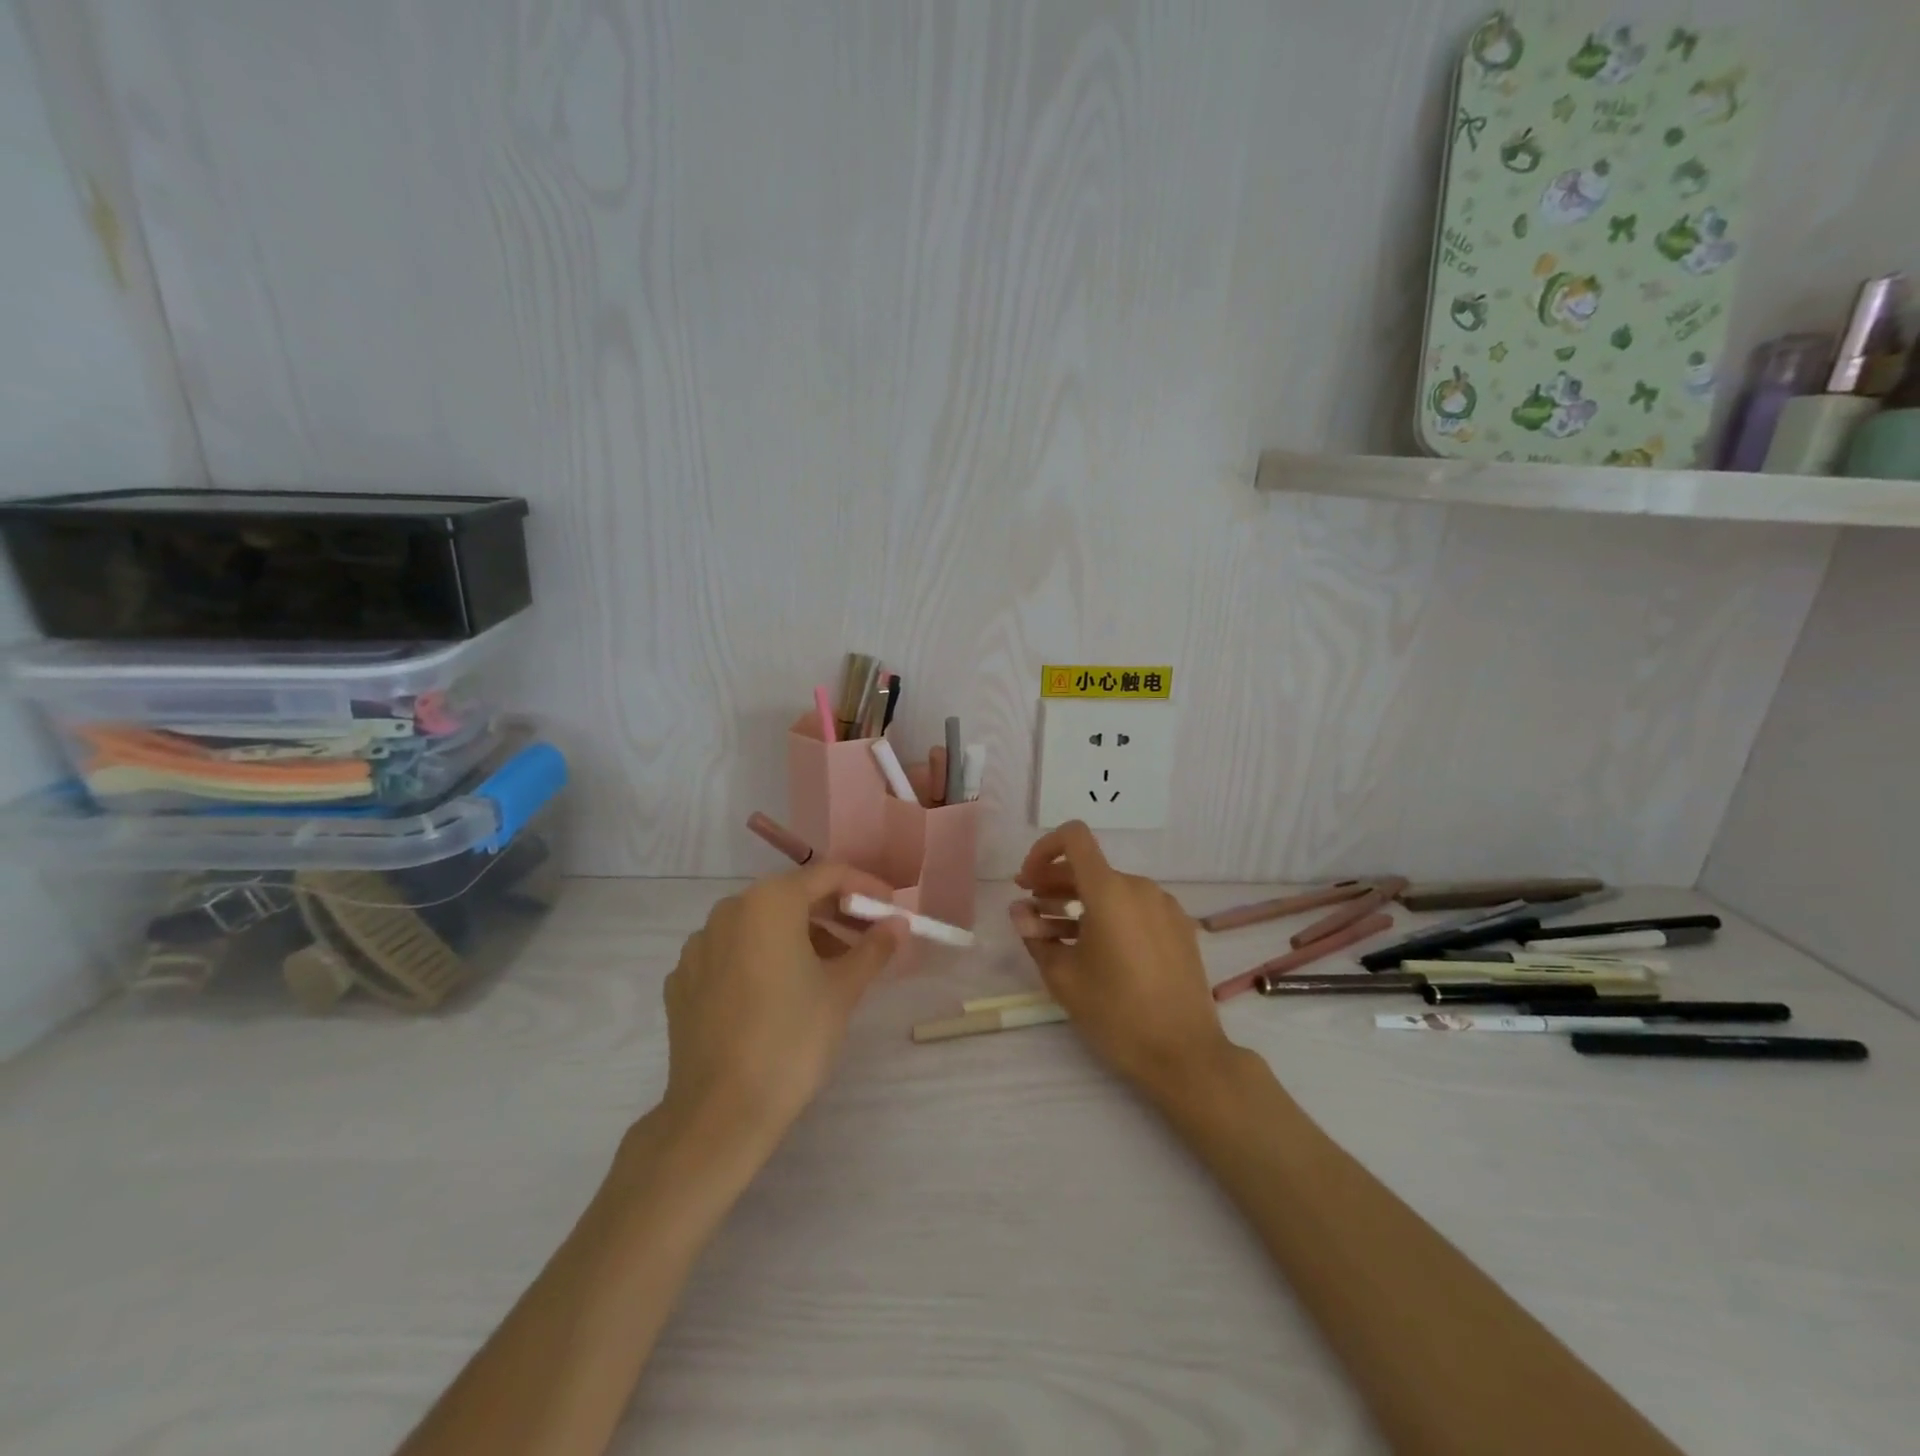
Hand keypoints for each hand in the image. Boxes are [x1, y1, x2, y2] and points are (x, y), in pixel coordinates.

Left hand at [661, 862, 906, 1153]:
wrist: (719, 1113)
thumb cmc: (791, 1040)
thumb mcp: (843, 991)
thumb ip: (873, 948)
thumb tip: (897, 924)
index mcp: (769, 902)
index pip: (828, 875)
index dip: (865, 888)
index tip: (890, 909)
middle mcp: (728, 910)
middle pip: (791, 897)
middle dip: (832, 913)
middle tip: (865, 940)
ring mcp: (698, 945)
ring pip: (759, 925)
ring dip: (797, 936)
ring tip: (827, 969)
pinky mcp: (683, 980)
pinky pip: (731, 953)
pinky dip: (761, 959)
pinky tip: (778, 994)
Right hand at [1011, 822, 1239, 1101]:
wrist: (1185, 1054)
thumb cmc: (1116, 1013)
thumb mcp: (1063, 977)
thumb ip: (1035, 936)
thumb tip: (1019, 911)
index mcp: (1110, 891)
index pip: (1074, 837)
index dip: (1043, 849)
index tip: (1027, 882)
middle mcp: (1140, 888)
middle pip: (1089, 867)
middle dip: (1053, 884)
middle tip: (1029, 911)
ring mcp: (1164, 907)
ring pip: (1111, 889)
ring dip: (1078, 903)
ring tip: (1054, 935)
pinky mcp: (1179, 927)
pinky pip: (1134, 907)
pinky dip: (1108, 915)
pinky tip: (1093, 948)